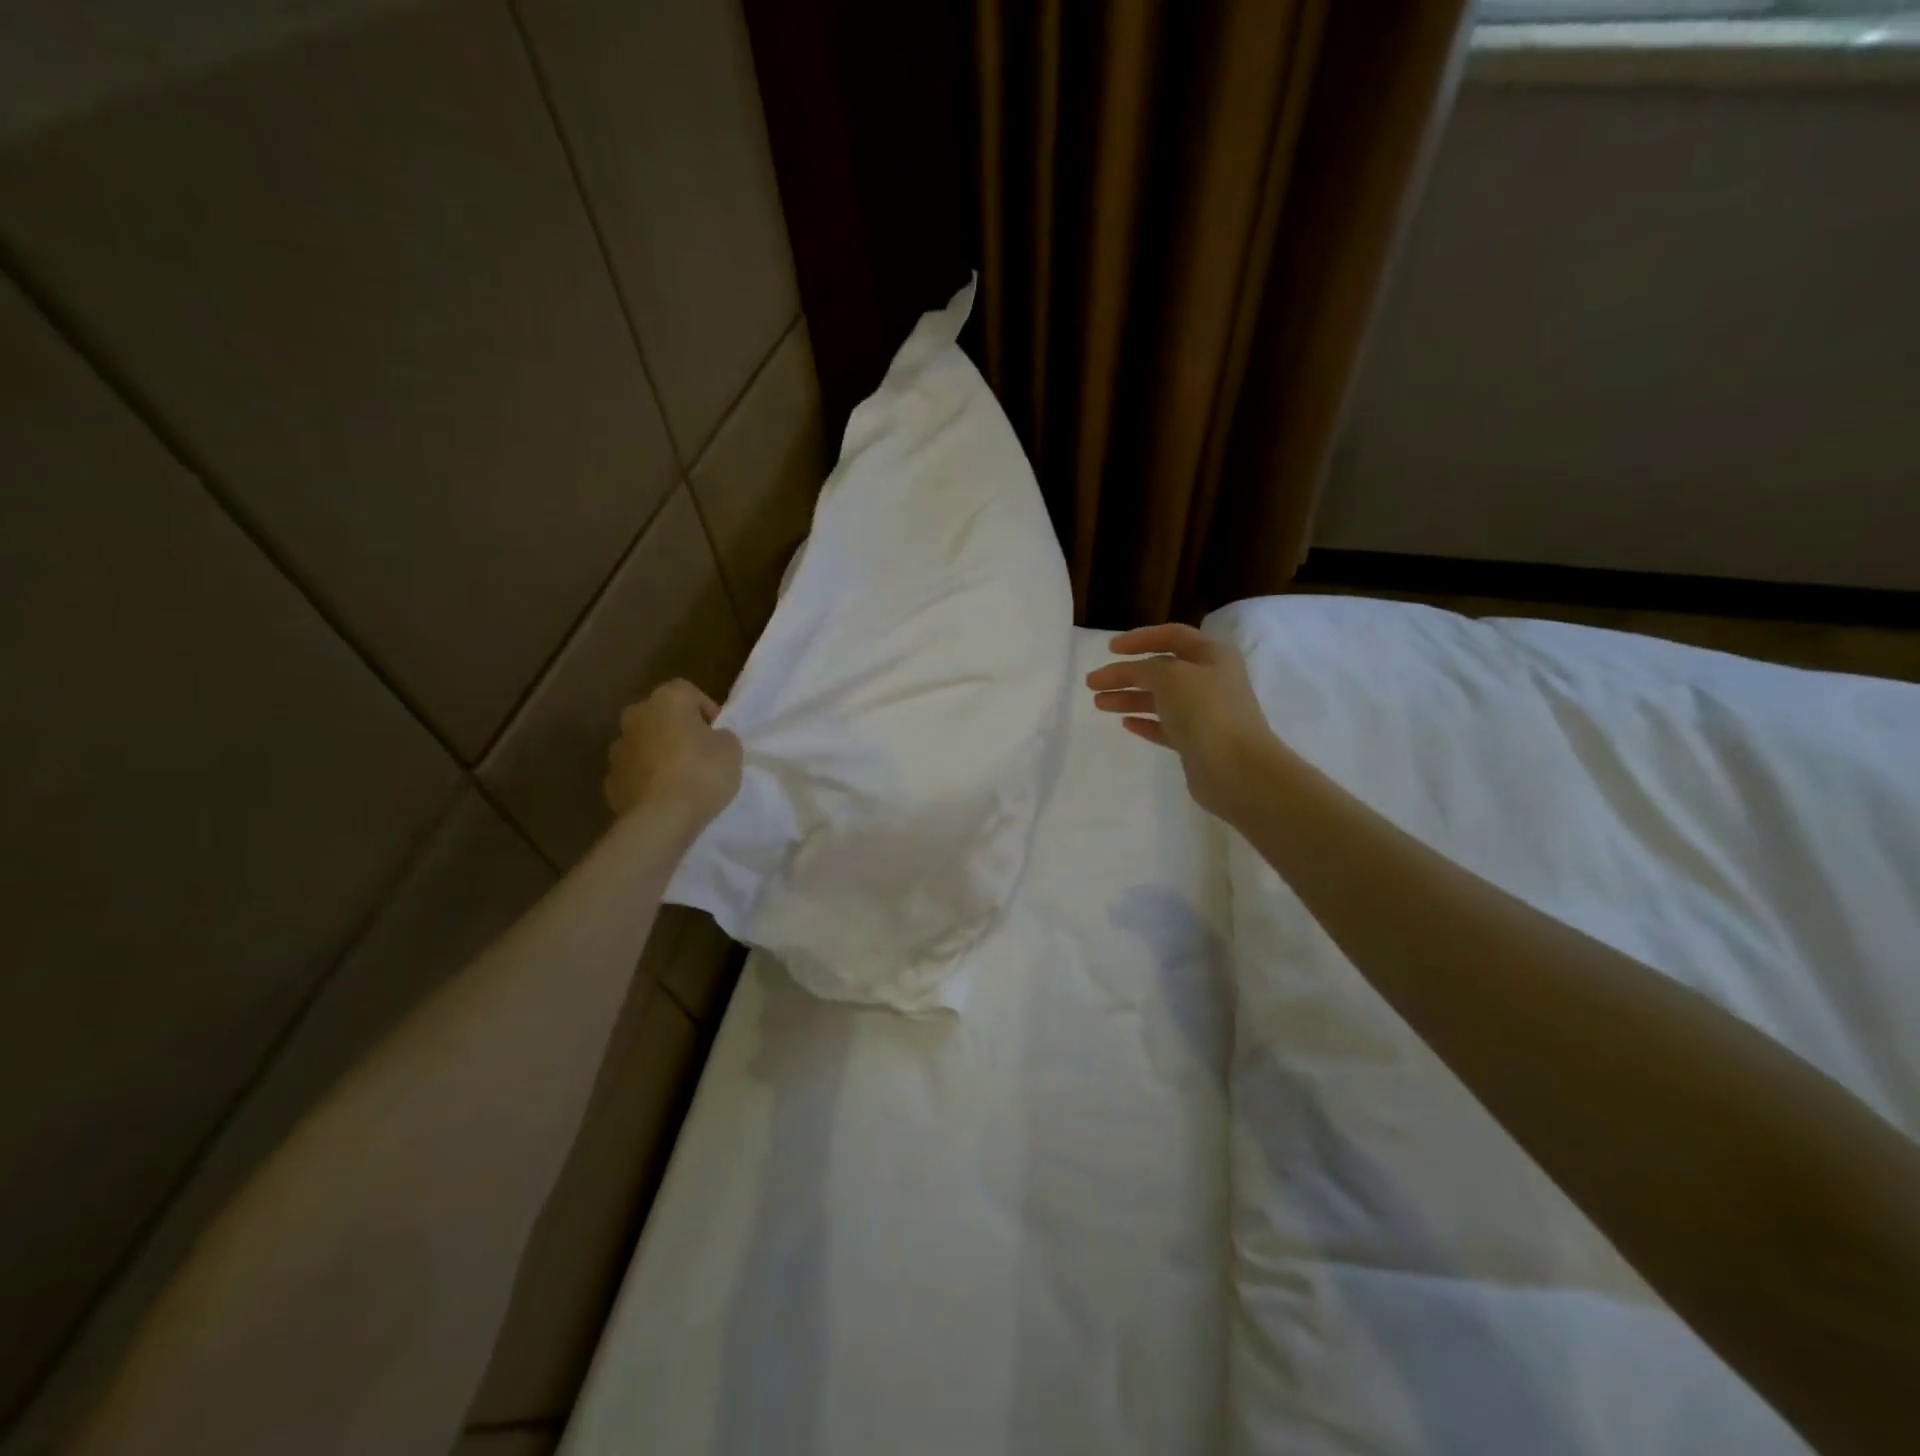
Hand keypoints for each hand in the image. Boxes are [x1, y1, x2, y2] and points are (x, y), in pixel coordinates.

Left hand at [604, 680, 741, 831]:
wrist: (660, 819)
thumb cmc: (701, 773)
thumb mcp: (732, 749)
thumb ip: (722, 736)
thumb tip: (711, 739)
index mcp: (666, 700)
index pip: (688, 691)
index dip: (706, 710)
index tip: (718, 733)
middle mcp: (636, 716)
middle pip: (660, 715)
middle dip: (678, 729)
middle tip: (700, 752)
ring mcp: (617, 748)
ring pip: (644, 743)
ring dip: (659, 752)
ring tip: (681, 777)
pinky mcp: (610, 779)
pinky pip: (635, 771)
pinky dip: (647, 778)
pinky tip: (664, 795)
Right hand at [1086, 624, 1277, 821]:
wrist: (1236, 769)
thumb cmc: (1205, 711)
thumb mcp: (1170, 676)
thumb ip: (1144, 668)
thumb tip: (1132, 673)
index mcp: (1212, 656)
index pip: (1172, 636)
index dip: (1140, 638)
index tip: (1109, 649)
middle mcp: (1210, 680)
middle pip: (1161, 670)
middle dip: (1126, 673)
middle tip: (1093, 683)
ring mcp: (1205, 713)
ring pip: (1160, 699)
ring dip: (1129, 698)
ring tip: (1099, 704)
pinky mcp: (1197, 742)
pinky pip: (1165, 726)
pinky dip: (1145, 722)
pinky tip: (1125, 724)